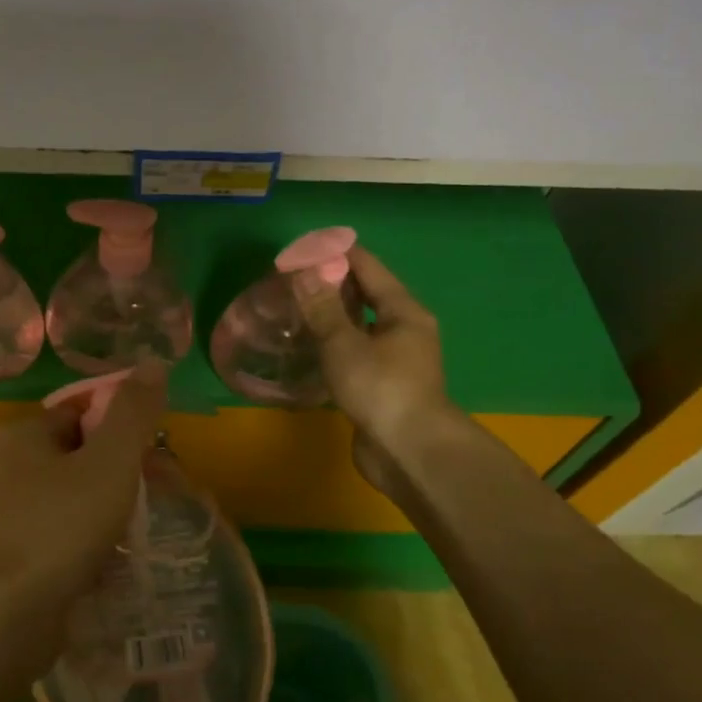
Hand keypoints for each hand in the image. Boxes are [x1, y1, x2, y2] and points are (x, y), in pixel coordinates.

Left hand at [0, 364, 167, 622]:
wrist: (5, 617)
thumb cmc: (60, 526)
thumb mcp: (109, 462)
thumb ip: (133, 413)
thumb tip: (153, 363)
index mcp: (20, 435)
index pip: (80, 412)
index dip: (121, 426)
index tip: (154, 452)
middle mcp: (3, 468)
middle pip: (76, 456)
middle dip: (117, 473)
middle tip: (155, 494)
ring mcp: (2, 516)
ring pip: (68, 499)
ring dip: (104, 510)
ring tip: (140, 530)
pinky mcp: (8, 558)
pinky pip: (58, 536)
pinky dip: (85, 543)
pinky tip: (112, 562)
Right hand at [290, 246, 458, 493]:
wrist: (409, 453)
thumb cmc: (381, 389)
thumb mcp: (344, 344)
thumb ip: (323, 308)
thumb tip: (304, 271)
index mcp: (404, 312)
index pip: (369, 268)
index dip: (337, 254)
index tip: (303, 248)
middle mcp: (404, 330)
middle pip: (366, 296)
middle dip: (331, 284)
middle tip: (291, 279)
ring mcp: (395, 360)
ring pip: (359, 327)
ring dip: (331, 316)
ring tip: (294, 309)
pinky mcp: (382, 385)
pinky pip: (354, 352)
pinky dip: (333, 344)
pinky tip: (308, 348)